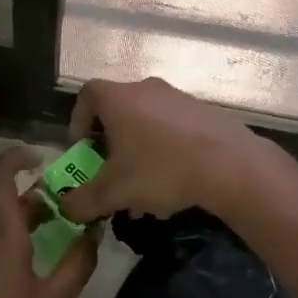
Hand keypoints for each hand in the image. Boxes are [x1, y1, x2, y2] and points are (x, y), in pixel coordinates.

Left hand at [0, 146, 98, 297]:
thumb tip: (93, 232)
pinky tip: (13, 292)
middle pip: (5, 211)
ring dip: (18, 240)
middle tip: (64, 229)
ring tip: (42, 269)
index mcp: (1, 235)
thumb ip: (78, 263)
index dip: (15, 157)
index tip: (38, 158)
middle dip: (34, 213)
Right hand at [59, 77, 262, 222]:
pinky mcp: (205, 113)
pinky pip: (174, 128)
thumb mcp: (113, 192)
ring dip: (139, 148)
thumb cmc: (160, 170)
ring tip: (143, 184)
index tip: (83, 148)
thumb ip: (83, 201)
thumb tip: (67, 208)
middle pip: (118, 109)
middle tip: (111, 170)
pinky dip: (166, 149)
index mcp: (119, 98)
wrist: (230, 166)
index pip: (87, 95)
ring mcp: (180, 98)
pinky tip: (175, 181)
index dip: (78, 120)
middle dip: (110, 141)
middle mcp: (147, 89)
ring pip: (148, 120)